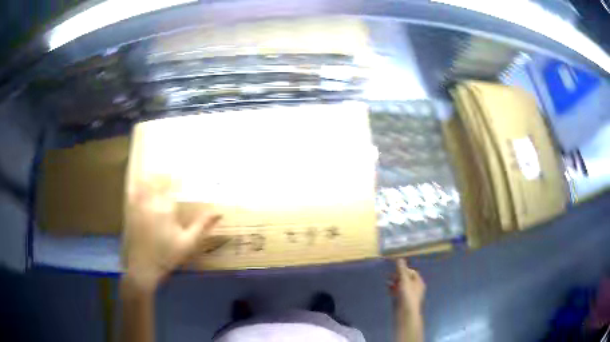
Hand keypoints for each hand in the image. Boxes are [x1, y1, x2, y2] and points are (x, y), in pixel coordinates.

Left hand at [123, 177, 220, 291]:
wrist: (144, 267)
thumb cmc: (168, 255)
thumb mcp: (189, 242)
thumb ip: (203, 225)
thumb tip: (219, 212)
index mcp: (165, 208)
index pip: (170, 184)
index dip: (175, 177)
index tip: (181, 173)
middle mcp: (150, 202)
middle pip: (155, 180)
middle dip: (162, 175)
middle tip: (168, 172)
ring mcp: (137, 206)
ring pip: (143, 183)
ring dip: (149, 177)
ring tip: (155, 174)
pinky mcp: (130, 211)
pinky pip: (132, 193)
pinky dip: (136, 185)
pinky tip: (138, 184)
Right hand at [389, 259, 425, 313]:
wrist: (405, 313)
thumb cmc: (407, 296)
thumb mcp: (404, 281)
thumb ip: (401, 270)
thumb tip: (399, 258)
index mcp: (418, 282)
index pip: (412, 272)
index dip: (404, 269)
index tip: (396, 268)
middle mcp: (414, 287)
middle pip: (406, 278)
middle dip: (398, 275)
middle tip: (389, 274)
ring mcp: (408, 295)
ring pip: (401, 285)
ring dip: (394, 282)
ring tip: (386, 280)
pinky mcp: (401, 300)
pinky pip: (397, 292)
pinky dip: (392, 289)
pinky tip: (387, 288)